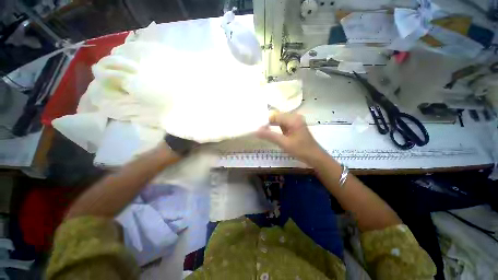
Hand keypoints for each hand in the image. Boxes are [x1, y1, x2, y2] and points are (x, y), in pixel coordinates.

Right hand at [256, 113, 326, 164]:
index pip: (274, 116)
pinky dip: (276, 128)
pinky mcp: (294, 126)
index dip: (264, 121)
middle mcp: (294, 117)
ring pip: (279, 120)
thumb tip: (256, 131)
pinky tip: (270, 132)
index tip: (256, 128)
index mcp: (293, 119)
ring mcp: (295, 121)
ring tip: (261, 130)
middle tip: (257, 129)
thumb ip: (270, 136)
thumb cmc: (301, 150)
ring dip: (271, 125)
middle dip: (267, 123)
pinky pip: (282, 124)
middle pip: (276, 117)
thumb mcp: (284, 143)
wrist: (315, 157)